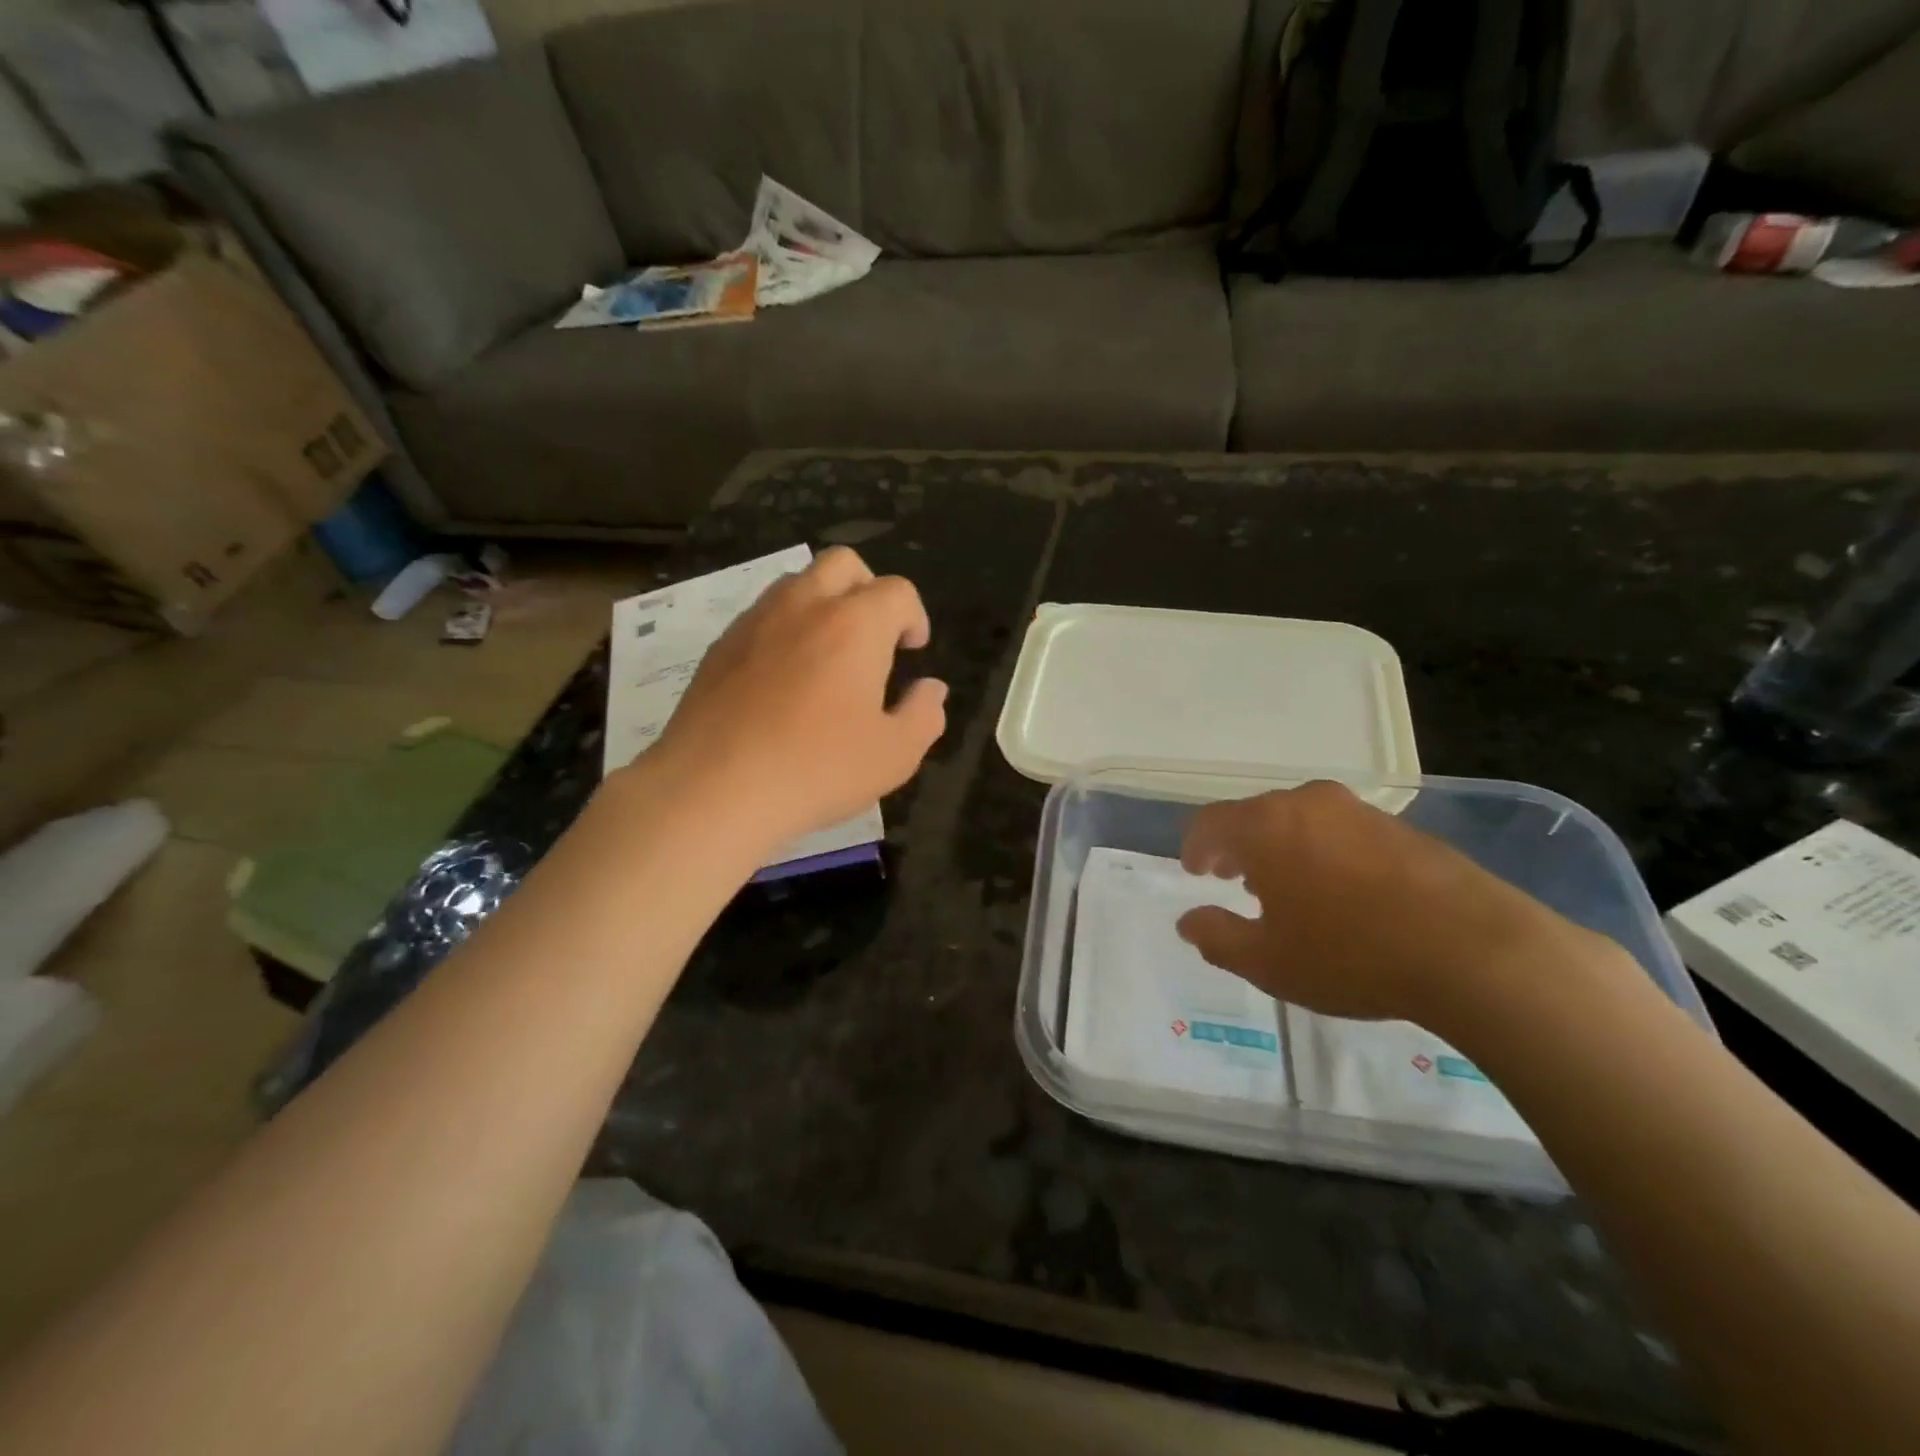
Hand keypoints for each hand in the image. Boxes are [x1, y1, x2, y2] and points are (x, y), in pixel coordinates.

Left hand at [638, 547, 946, 850]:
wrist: (714, 788)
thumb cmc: (817, 769)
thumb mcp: (895, 754)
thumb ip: (924, 714)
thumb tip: (931, 688)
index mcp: (856, 624)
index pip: (898, 591)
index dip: (914, 617)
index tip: (912, 650)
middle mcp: (805, 606)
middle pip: (844, 564)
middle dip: (869, 589)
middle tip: (874, 638)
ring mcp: (756, 621)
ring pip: (797, 583)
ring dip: (824, 604)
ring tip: (828, 656)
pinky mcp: (720, 646)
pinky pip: (762, 616)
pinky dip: (785, 630)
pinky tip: (783, 680)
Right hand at [1175, 781, 1587, 1026]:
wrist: (1475, 951)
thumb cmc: (1351, 955)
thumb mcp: (1268, 961)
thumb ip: (1217, 938)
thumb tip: (1188, 921)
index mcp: (1266, 825)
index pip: (1210, 822)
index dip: (1195, 847)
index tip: (1194, 871)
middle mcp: (1308, 804)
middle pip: (1255, 815)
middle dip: (1238, 846)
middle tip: (1233, 879)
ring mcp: (1359, 811)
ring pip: (1300, 820)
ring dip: (1281, 848)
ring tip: (1286, 889)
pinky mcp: (1402, 827)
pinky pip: (1341, 831)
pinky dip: (1323, 852)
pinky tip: (1340, 893)